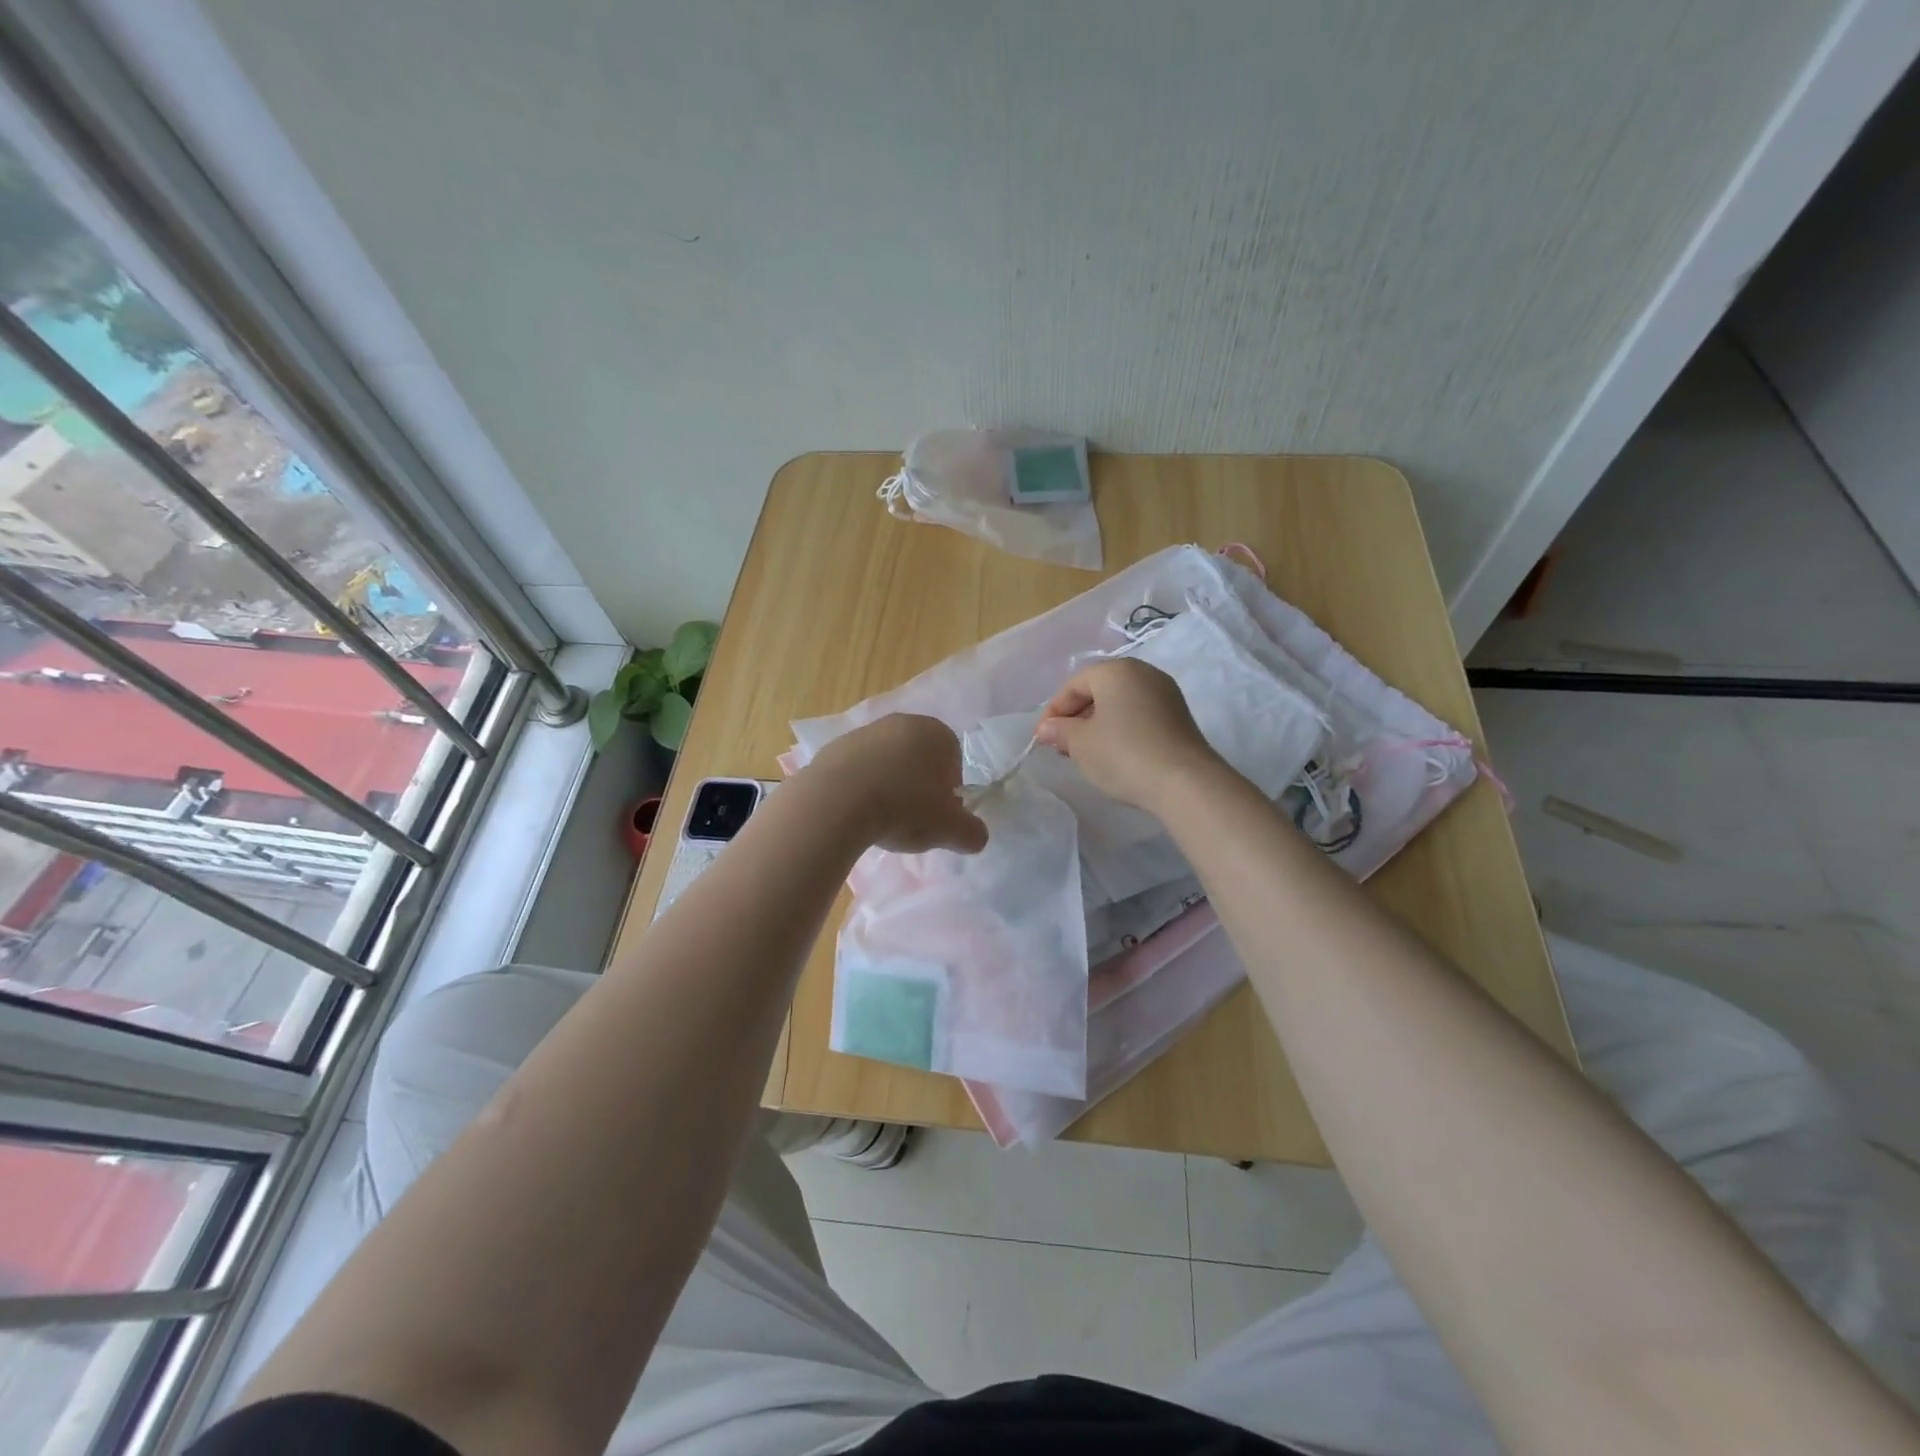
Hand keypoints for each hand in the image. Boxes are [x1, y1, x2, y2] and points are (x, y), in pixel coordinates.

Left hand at [803, 714, 988, 853]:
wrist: (837, 802)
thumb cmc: (905, 808)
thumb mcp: (950, 830)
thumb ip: (972, 833)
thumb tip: (977, 836)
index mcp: (936, 732)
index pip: (953, 759)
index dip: (949, 789)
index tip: (938, 814)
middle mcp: (901, 723)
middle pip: (919, 757)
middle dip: (918, 784)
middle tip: (912, 817)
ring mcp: (864, 732)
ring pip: (886, 761)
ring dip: (888, 785)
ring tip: (881, 818)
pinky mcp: (834, 747)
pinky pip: (857, 769)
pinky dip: (860, 787)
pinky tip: (855, 812)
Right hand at [1033, 659, 1224, 811]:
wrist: (1184, 782)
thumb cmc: (1123, 754)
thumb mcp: (1081, 744)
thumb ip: (1060, 731)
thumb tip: (1047, 728)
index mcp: (1116, 670)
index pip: (1074, 684)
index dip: (1054, 711)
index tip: (1043, 739)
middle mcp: (1144, 673)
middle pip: (1099, 690)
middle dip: (1076, 717)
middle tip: (1062, 746)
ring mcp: (1166, 694)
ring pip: (1120, 703)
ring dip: (1098, 724)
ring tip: (1086, 752)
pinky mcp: (1179, 716)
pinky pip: (1139, 715)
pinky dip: (1121, 729)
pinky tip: (1114, 754)